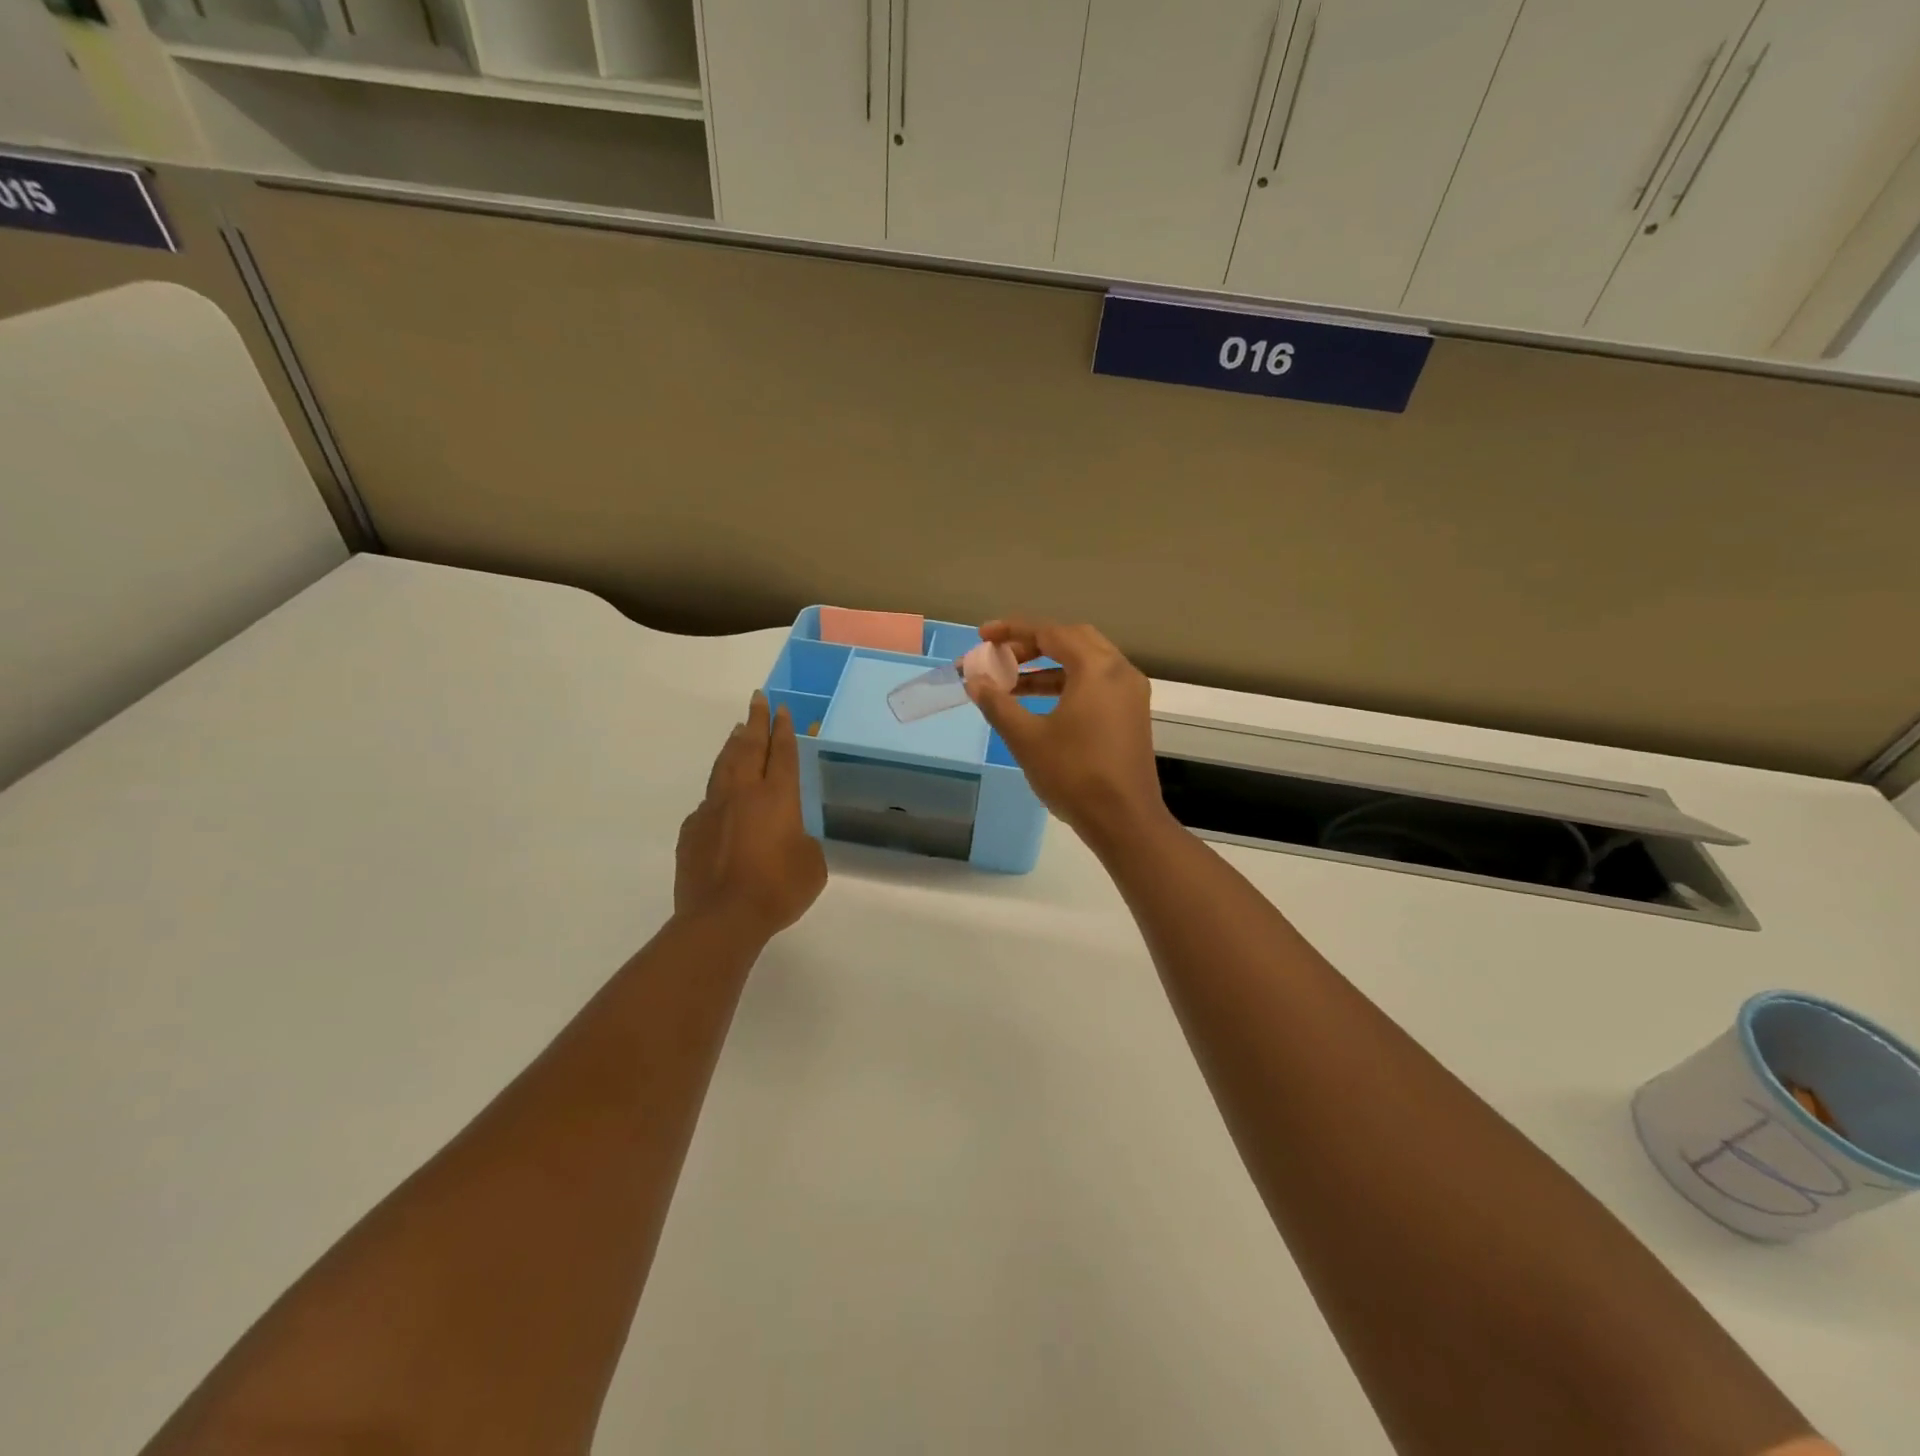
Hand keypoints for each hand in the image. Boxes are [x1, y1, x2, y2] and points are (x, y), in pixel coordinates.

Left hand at [675, 692, 827, 938]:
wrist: (722, 917)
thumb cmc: (777, 889)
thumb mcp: (811, 865)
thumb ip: (804, 842)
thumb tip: (789, 837)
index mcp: (778, 797)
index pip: (782, 753)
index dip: (784, 730)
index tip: (781, 709)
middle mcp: (744, 794)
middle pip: (749, 748)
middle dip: (755, 722)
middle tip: (757, 700)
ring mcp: (713, 809)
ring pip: (724, 766)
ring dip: (733, 745)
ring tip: (737, 730)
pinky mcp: (692, 831)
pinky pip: (707, 801)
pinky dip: (717, 789)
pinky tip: (719, 794)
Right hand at [965, 618, 1171, 849]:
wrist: (1124, 820)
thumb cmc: (1073, 774)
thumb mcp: (1027, 738)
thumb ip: (998, 703)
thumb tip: (974, 681)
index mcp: (1097, 668)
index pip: (1050, 633)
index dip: (1012, 631)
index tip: (982, 636)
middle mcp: (1119, 670)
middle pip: (1072, 640)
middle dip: (1032, 644)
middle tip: (1000, 656)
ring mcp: (1130, 693)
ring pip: (1086, 663)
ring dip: (1048, 667)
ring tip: (1011, 683)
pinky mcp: (1131, 714)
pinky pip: (1096, 683)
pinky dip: (1067, 684)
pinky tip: (1040, 703)